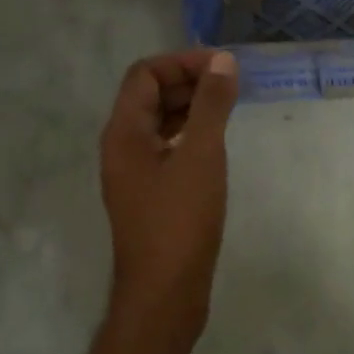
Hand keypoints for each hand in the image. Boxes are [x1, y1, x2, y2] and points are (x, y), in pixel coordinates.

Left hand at [99, 49, 238, 337]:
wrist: (165, 292)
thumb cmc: (181, 221)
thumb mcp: (201, 156)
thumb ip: (211, 106)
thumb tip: (222, 61)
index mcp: (124, 132)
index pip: (145, 74)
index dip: (182, 62)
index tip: (223, 67)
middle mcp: (122, 147)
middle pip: (149, 96)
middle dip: (188, 82)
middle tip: (231, 85)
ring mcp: (135, 174)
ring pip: (159, 124)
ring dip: (190, 108)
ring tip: (229, 108)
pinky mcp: (150, 195)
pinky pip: (167, 149)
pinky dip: (190, 136)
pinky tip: (216, 145)